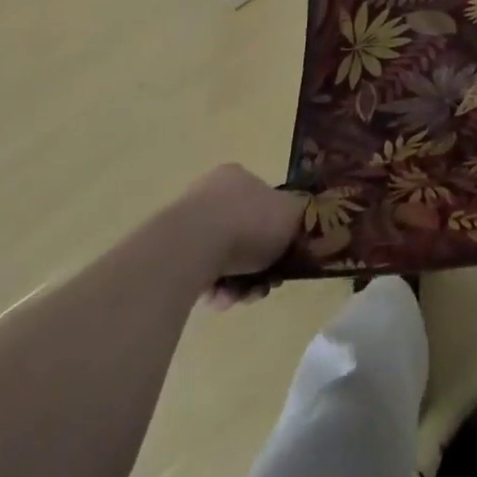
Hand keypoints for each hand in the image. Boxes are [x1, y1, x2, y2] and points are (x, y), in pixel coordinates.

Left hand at [171, 164, 303, 306]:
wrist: (194, 245)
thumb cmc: (248, 222)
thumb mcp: (291, 215)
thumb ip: (302, 217)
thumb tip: (305, 223)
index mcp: (239, 177)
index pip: (264, 204)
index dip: (278, 235)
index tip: (283, 260)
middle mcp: (212, 194)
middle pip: (245, 236)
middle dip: (258, 266)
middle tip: (265, 284)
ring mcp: (188, 223)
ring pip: (225, 260)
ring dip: (238, 283)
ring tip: (241, 297)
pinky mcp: (171, 254)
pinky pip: (202, 275)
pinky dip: (216, 290)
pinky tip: (220, 299)